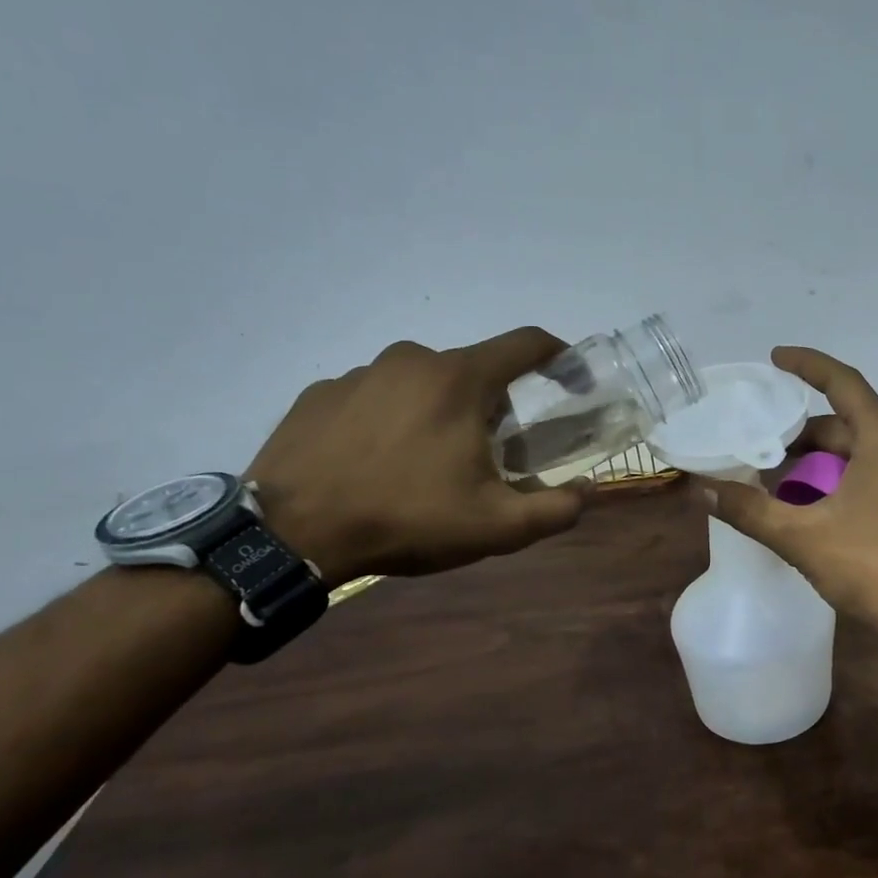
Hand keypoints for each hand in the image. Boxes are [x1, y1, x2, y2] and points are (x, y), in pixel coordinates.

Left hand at [246, 328, 589, 581]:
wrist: (290, 534)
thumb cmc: (406, 519)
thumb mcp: (496, 527)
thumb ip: (555, 509)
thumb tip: (588, 492)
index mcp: (460, 379)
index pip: (526, 343)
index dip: (559, 355)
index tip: (572, 378)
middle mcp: (411, 359)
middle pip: (473, 370)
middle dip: (492, 406)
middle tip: (487, 454)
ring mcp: (359, 373)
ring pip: (421, 383)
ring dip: (438, 413)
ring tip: (425, 466)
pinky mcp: (319, 394)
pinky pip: (374, 398)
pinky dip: (390, 421)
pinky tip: (377, 464)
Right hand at [701, 347, 877, 633]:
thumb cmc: (876, 568)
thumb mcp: (803, 537)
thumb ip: (750, 510)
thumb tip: (701, 489)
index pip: (843, 383)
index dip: (807, 365)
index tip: (775, 358)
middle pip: (845, 424)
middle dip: (801, 434)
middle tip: (759, 445)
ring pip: (858, 455)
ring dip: (818, 463)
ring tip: (777, 484)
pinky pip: (872, 477)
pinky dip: (838, 482)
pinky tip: (814, 511)